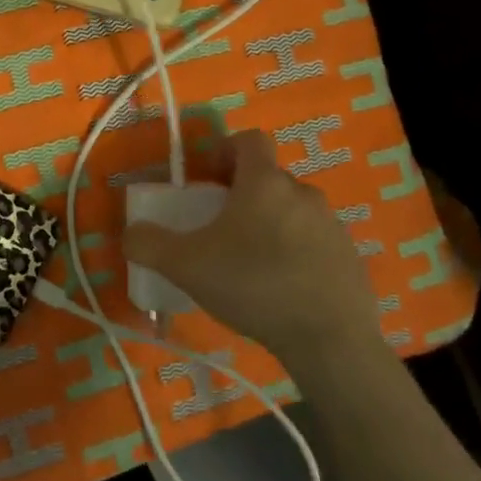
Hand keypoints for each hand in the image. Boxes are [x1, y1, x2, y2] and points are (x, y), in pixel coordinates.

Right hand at [122, 130, 377, 357]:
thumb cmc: (254, 286)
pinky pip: (316, 242)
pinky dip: (297, 253)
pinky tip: (283, 289)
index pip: (250, 140)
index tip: (210, 179)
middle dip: (245, 194)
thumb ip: (150, 245)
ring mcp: (331, 225)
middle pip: (269, 177)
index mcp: (264, 182)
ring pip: (293, 210)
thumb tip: (130, 233)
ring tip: (252, 264)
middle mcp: (302, 192)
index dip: (227, 150)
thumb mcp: (187, 266)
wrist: (330, 340)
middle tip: (222, 228)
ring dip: (271, 224)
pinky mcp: (350, 257)